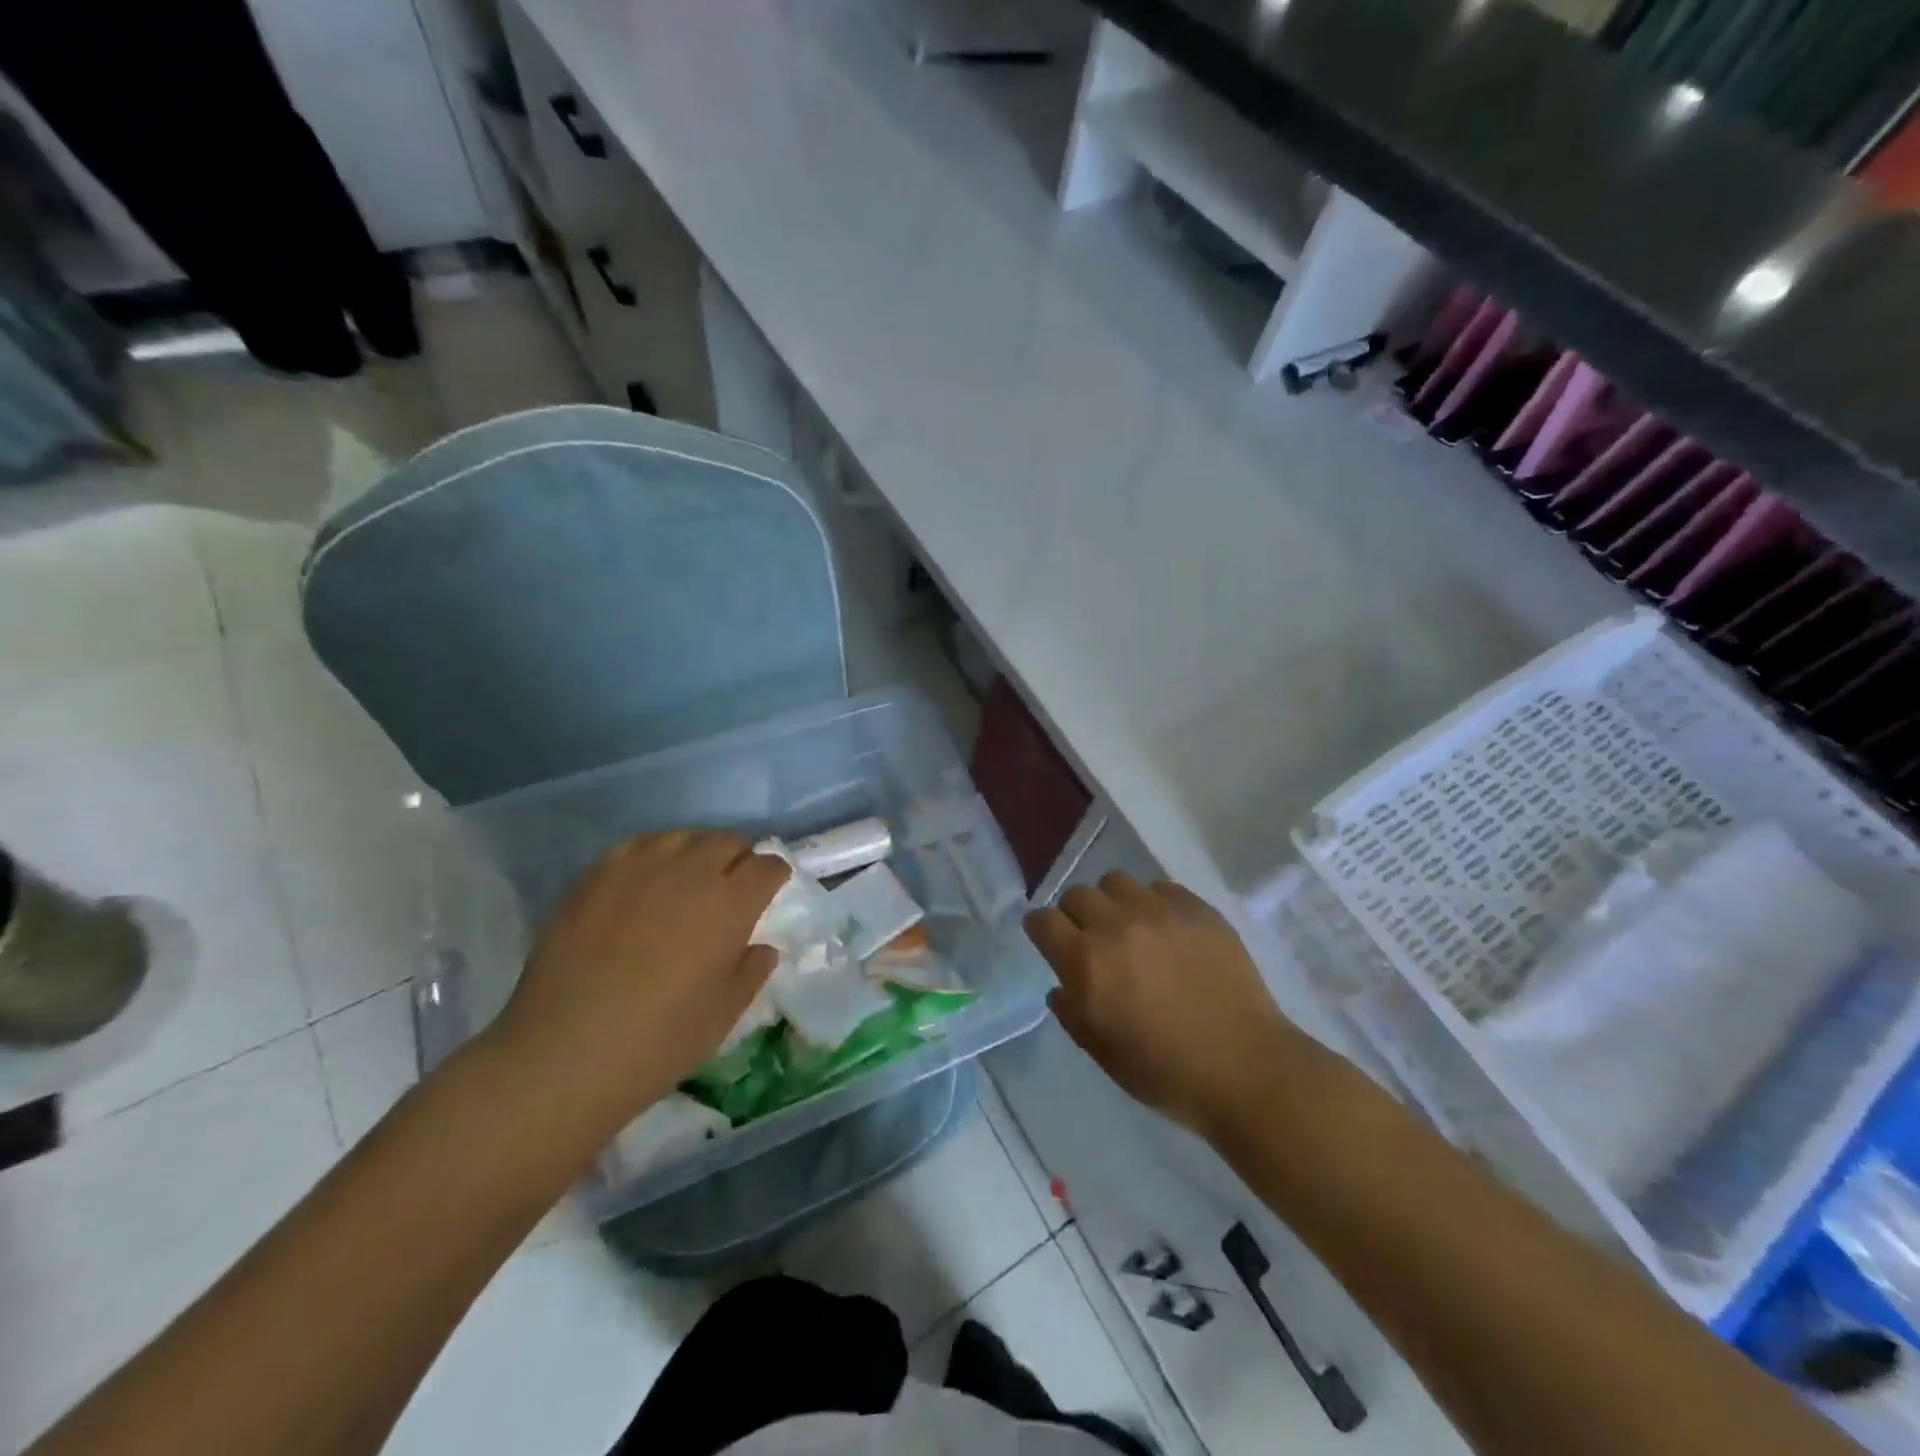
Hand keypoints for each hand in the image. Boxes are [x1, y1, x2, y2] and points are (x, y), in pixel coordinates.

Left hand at [493, 830, 789, 1128]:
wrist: (562, 1053)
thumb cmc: (658, 1041)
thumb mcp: (724, 1014)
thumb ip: (751, 971)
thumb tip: (760, 948)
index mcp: (730, 903)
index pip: (767, 866)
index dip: (774, 874)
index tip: (771, 889)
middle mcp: (689, 872)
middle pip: (727, 841)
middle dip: (740, 856)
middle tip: (734, 883)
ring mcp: (638, 868)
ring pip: (683, 836)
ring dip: (698, 850)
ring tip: (691, 876)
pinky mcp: (595, 876)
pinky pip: (637, 844)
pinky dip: (654, 853)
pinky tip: (647, 877)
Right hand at [1026, 874, 1308, 1135]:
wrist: (1246, 1068)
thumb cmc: (1167, 1073)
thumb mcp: (1104, 1055)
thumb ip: (1072, 1015)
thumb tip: (1060, 988)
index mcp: (1087, 964)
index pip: (1043, 920)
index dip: (1041, 930)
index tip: (1049, 941)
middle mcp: (1116, 926)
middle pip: (1077, 894)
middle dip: (1075, 915)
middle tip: (1092, 940)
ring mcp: (1159, 912)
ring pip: (1116, 881)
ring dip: (1113, 902)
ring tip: (1129, 927)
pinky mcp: (1197, 908)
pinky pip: (1159, 887)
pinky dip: (1153, 903)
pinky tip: (1167, 931)